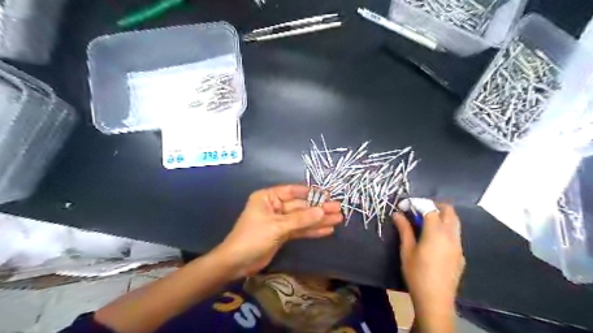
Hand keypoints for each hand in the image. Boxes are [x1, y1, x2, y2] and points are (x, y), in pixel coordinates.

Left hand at [218, 186, 343, 276]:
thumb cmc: (252, 238)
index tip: (327, 195)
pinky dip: (312, 231)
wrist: (237, 263)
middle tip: (339, 209)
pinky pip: (300, 230)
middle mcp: (275, 206)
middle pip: (300, 206)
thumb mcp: (277, 226)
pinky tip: (327, 230)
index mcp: (268, 197)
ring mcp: (280, 221)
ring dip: (319, 220)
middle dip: (319, 209)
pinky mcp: (283, 234)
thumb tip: (322, 211)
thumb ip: (300, 219)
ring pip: (302, 219)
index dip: (310, 193)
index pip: (292, 191)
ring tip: (338, 219)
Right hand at [393, 203, 462, 329]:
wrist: (435, 300)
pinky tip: (435, 240)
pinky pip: (456, 235)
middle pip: (449, 211)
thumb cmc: (417, 274)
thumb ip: (404, 229)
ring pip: (455, 222)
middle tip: (419, 210)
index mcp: (436, 232)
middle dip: (434, 205)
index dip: (417, 203)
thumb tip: (397, 214)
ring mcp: (458, 246)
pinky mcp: (461, 255)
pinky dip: (446, 229)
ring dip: (442, 216)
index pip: (430, 208)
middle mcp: (451, 235)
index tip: (405, 206)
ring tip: (426, 222)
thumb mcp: (406, 250)